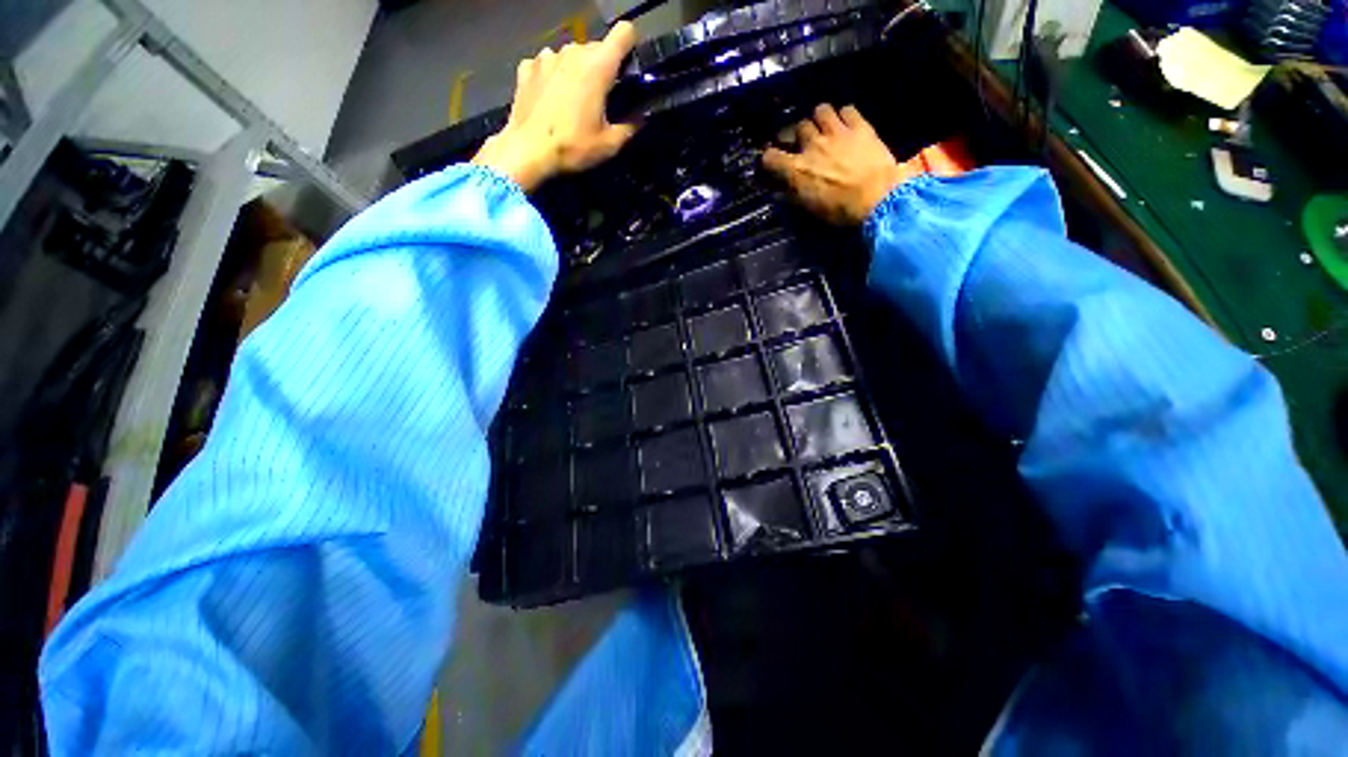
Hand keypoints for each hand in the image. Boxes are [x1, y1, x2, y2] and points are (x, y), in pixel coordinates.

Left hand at [472, 23, 639, 191]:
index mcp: (598, 67)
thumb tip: (640, 119)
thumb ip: (630, 127)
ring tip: (572, 101)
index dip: (629, 47)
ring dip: (576, 72)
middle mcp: (573, 52)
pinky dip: (552, 76)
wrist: (528, 151)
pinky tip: (550, 99)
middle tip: (600, 100)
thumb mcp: (609, 145)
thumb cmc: (572, 147)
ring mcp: (547, 56)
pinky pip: (547, 64)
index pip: (624, 33)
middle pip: (596, 48)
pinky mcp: (528, 66)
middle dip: (602, 68)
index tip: (627, 69)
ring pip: (571, 56)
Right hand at [763, 104, 911, 225]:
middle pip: (797, 127)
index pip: (770, 157)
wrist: (878, 198)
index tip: (773, 163)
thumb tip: (779, 190)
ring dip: (820, 119)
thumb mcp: (810, 208)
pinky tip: (847, 125)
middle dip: (799, 135)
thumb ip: (792, 195)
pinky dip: (844, 116)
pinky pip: (847, 109)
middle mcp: (812, 145)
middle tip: (804, 144)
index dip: (769, 159)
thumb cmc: (841, 210)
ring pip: (820, 110)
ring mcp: (836, 132)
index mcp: (797, 169)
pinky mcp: (859, 126)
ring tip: (825, 128)